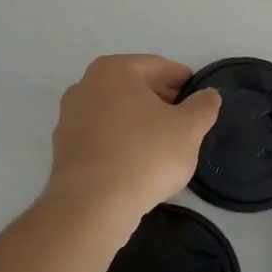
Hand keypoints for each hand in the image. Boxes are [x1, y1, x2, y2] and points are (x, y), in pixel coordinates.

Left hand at [43, 55, 221, 232]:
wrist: (92, 203)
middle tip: (187, 123)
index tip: (200, 98)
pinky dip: (121, 142)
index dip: (184, 81)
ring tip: (164, 145)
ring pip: (116, 112)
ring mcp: (70, 116)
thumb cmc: (145, 154)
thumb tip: (209, 95)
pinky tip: (137, 163)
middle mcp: (86, 85)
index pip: (159, 67)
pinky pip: (102, 136)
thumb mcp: (188, 129)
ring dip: (140, 123)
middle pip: (134, 87)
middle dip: (161, 101)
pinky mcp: (63, 147)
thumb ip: (203, 106)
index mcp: (114, 69)